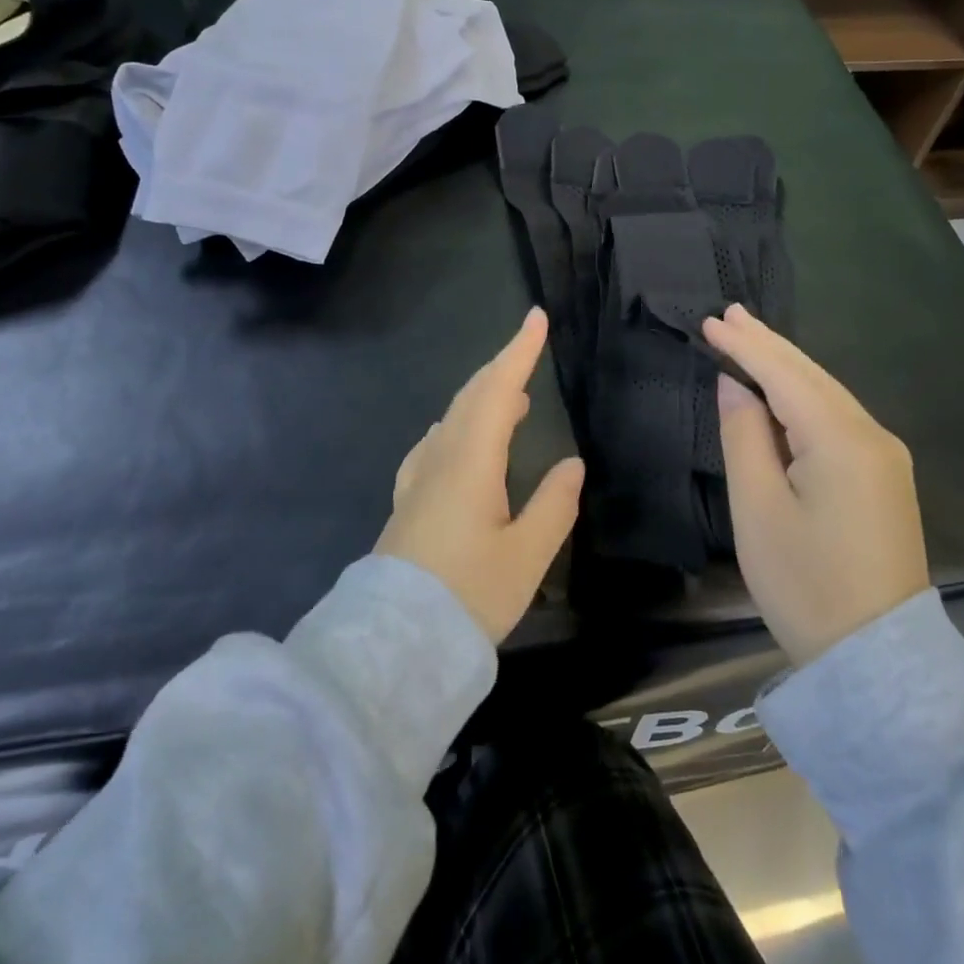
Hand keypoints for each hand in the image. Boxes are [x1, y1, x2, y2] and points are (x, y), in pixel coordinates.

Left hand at [375, 308, 584, 642]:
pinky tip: (461, 442)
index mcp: (471, 461)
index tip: (536, 318)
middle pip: (471, 397)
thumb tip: (571, 464)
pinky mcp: (409, 502)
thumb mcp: (526, 556)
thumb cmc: (466, 596)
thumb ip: (553, 506)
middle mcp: (441, 458)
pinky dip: (460, 426)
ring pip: (453, 419)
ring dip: (482, 397)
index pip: (498, 389)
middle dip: (501, 367)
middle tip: (528, 350)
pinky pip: (437, 444)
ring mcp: (419, 479)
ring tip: (512, 398)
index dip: (519, 351)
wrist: (392, 644)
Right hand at [703, 304, 929, 666]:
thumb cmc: (805, 584)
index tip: (711, 320)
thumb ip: (743, 435)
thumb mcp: (758, 508)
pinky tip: (782, 387)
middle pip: (811, 375)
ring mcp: (884, 456)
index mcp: (841, 440)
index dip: (745, 345)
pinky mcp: (884, 476)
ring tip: (748, 337)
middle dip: (768, 344)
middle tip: (728, 314)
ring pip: (826, 393)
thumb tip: (734, 385)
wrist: (876, 658)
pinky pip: (837, 418)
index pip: (784, 374)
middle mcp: (872, 435)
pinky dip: (803, 395)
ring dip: (786, 365)